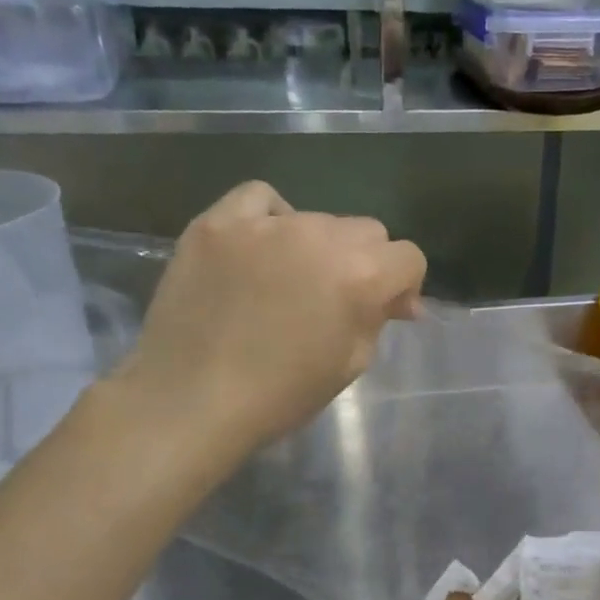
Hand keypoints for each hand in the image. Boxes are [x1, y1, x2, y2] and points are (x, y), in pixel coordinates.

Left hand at [108, 181, 426, 451]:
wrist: (191, 401)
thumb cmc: (281, 395)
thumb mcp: (350, 363)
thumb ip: (378, 318)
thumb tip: (396, 299)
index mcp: (360, 276)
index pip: (408, 257)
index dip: (403, 286)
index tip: (385, 310)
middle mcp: (320, 236)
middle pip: (367, 231)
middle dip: (365, 262)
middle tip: (337, 298)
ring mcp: (265, 224)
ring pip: (318, 218)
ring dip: (318, 246)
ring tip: (290, 279)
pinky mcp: (218, 222)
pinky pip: (260, 198)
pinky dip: (271, 217)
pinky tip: (262, 246)